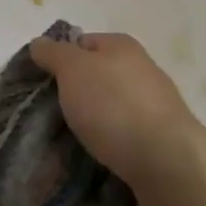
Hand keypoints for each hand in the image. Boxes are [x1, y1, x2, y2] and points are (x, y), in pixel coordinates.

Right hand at [29, 32, 205, 205]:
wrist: (166, 161)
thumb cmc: (114, 106)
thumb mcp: (72, 69)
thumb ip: (53, 53)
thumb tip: (40, 43)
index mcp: (122, 46)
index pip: (80, 43)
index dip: (58, 59)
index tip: (40, 83)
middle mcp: (141, 70)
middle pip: (95, 76)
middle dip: (72, 94)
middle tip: (48, 114)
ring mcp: (153, 107)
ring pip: (108, 109)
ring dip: (88, 122)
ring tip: (65, 140)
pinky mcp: (158, 140)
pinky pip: (121, 137)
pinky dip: (105, 144)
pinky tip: (91, 157)